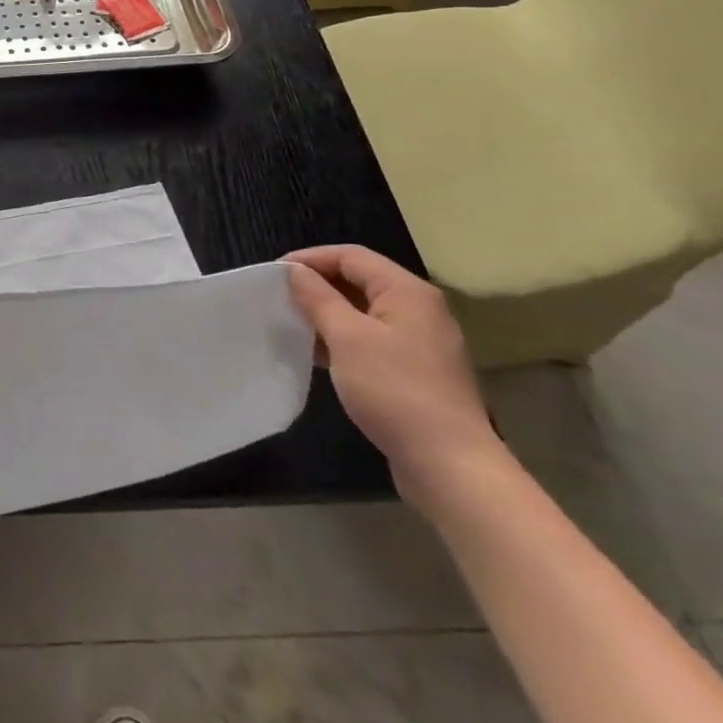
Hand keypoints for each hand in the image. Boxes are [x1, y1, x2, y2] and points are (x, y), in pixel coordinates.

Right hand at [284, 246, 505, 517]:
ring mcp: (421, 343)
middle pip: (359, 281)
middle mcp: (419, 310)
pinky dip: (343, 340)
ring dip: (327, 314)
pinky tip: (319, 356)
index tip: (273, 275)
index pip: (350, 256)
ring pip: (364, 313)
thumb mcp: (346, 337)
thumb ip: (317, 298)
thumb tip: (294, 271)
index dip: (310, 259)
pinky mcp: (417, 372)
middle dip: (317, 286)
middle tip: (279, 299)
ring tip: (292, 325)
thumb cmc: (394, 390)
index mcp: (407, 292)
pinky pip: (372, 340)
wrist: (449, 466)